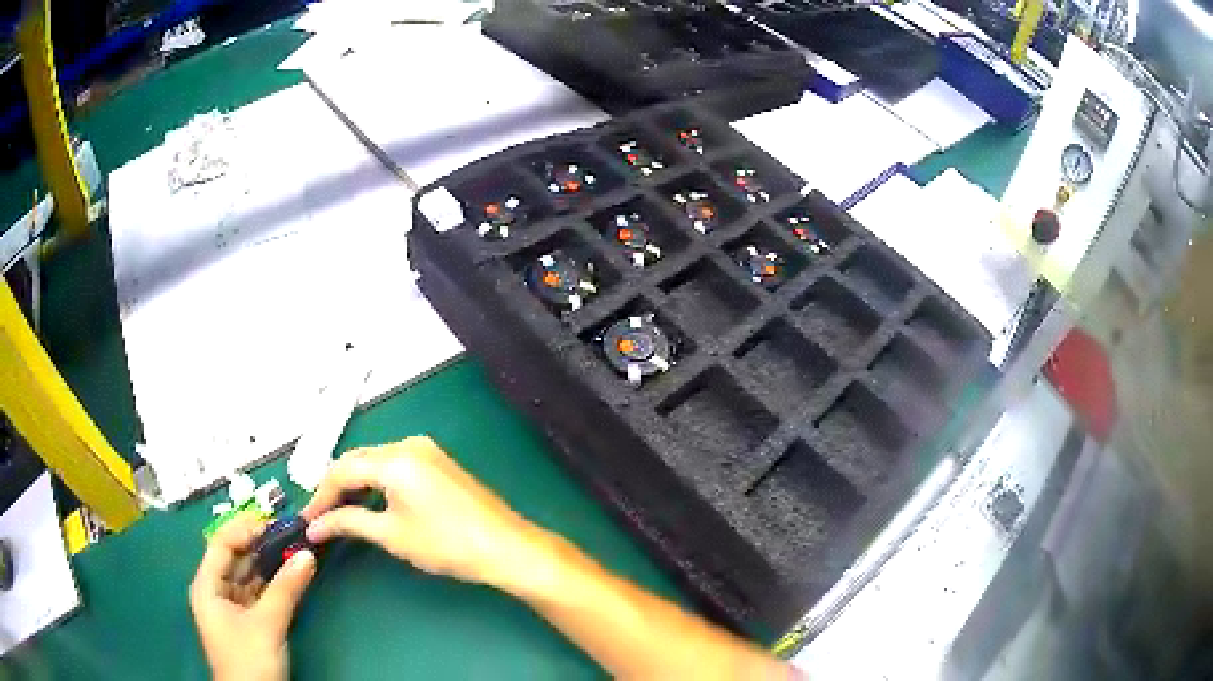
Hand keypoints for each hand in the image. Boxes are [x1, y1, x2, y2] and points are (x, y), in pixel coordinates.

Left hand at [189, 513, 315, 680]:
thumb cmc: (249, 660)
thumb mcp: (267, 624)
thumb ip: (286, 589)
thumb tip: (307, 555)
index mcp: (206, 585)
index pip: (222, 544)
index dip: (245, 530)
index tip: (275, 523)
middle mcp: (214, 590)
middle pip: (235, 558)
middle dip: (261, 546)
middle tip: (290, 534)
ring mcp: (230, 606)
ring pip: (248, 576)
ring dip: (269, 564)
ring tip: (294, 550)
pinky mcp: (246, 621)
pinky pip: (258, 593)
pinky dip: (273, 584)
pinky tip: (290, 575)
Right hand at [301, 436, 540, 588]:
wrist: (505, 547)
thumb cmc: (447, 544)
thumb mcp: (392, 535)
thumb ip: (349, 523)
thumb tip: (316, 526)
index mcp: (394, 459)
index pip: (341, 470)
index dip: (320, 496)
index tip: (307, 519)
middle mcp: (408, 445)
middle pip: (357, 460)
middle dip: (335, 487)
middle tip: (320, 516)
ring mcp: (425, 450)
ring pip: (375, 461)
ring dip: (354, 483)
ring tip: (339, 512)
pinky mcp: (437, 461)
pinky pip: (394, 464)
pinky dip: (376, 481)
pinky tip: (368, 501)